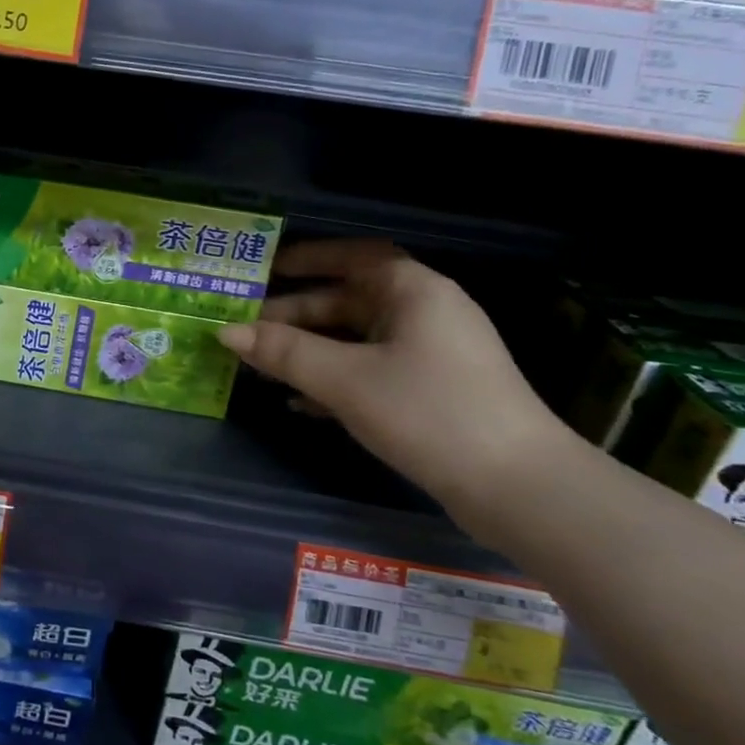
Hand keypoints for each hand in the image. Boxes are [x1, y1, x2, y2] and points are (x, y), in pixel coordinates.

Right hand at [218, 240, 569, 538]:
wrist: (518, 488)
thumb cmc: (428, 412)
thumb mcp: (346, 379)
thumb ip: (284, 352)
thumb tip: (226, 332)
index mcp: (414, 291)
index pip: (354, 256)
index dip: (308, 258)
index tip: (265, 270)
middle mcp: (425, 313)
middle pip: (349, 300)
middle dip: (296, 315)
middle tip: (246, 330)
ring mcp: (431, 354)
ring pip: (356, 339)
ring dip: (310, 350)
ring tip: (261, 365)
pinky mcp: (432, 392)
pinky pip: (371, 371)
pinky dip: (334, 379)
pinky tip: (299, 402)